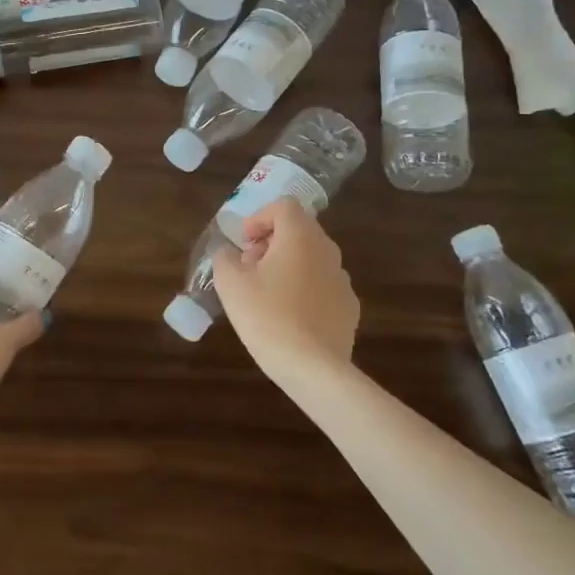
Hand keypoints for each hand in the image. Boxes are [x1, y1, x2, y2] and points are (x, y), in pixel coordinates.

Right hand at [211, 198, 359, 389]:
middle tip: (250, 266)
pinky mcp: (349, 307)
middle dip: (272, 241)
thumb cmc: (267, 317)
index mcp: (300, 237)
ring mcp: (342, 279)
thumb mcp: (230, 284)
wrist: (313, 367)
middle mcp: (327, 250)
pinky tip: (290, 316)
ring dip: (289, 265)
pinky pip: (323, 285)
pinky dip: (305, 289)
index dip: (259, 218)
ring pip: (313, 258)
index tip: (244, 243)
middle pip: (300, 230)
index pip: (283, 206)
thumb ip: (225, 258)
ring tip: (268, 293)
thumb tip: (230, 253)